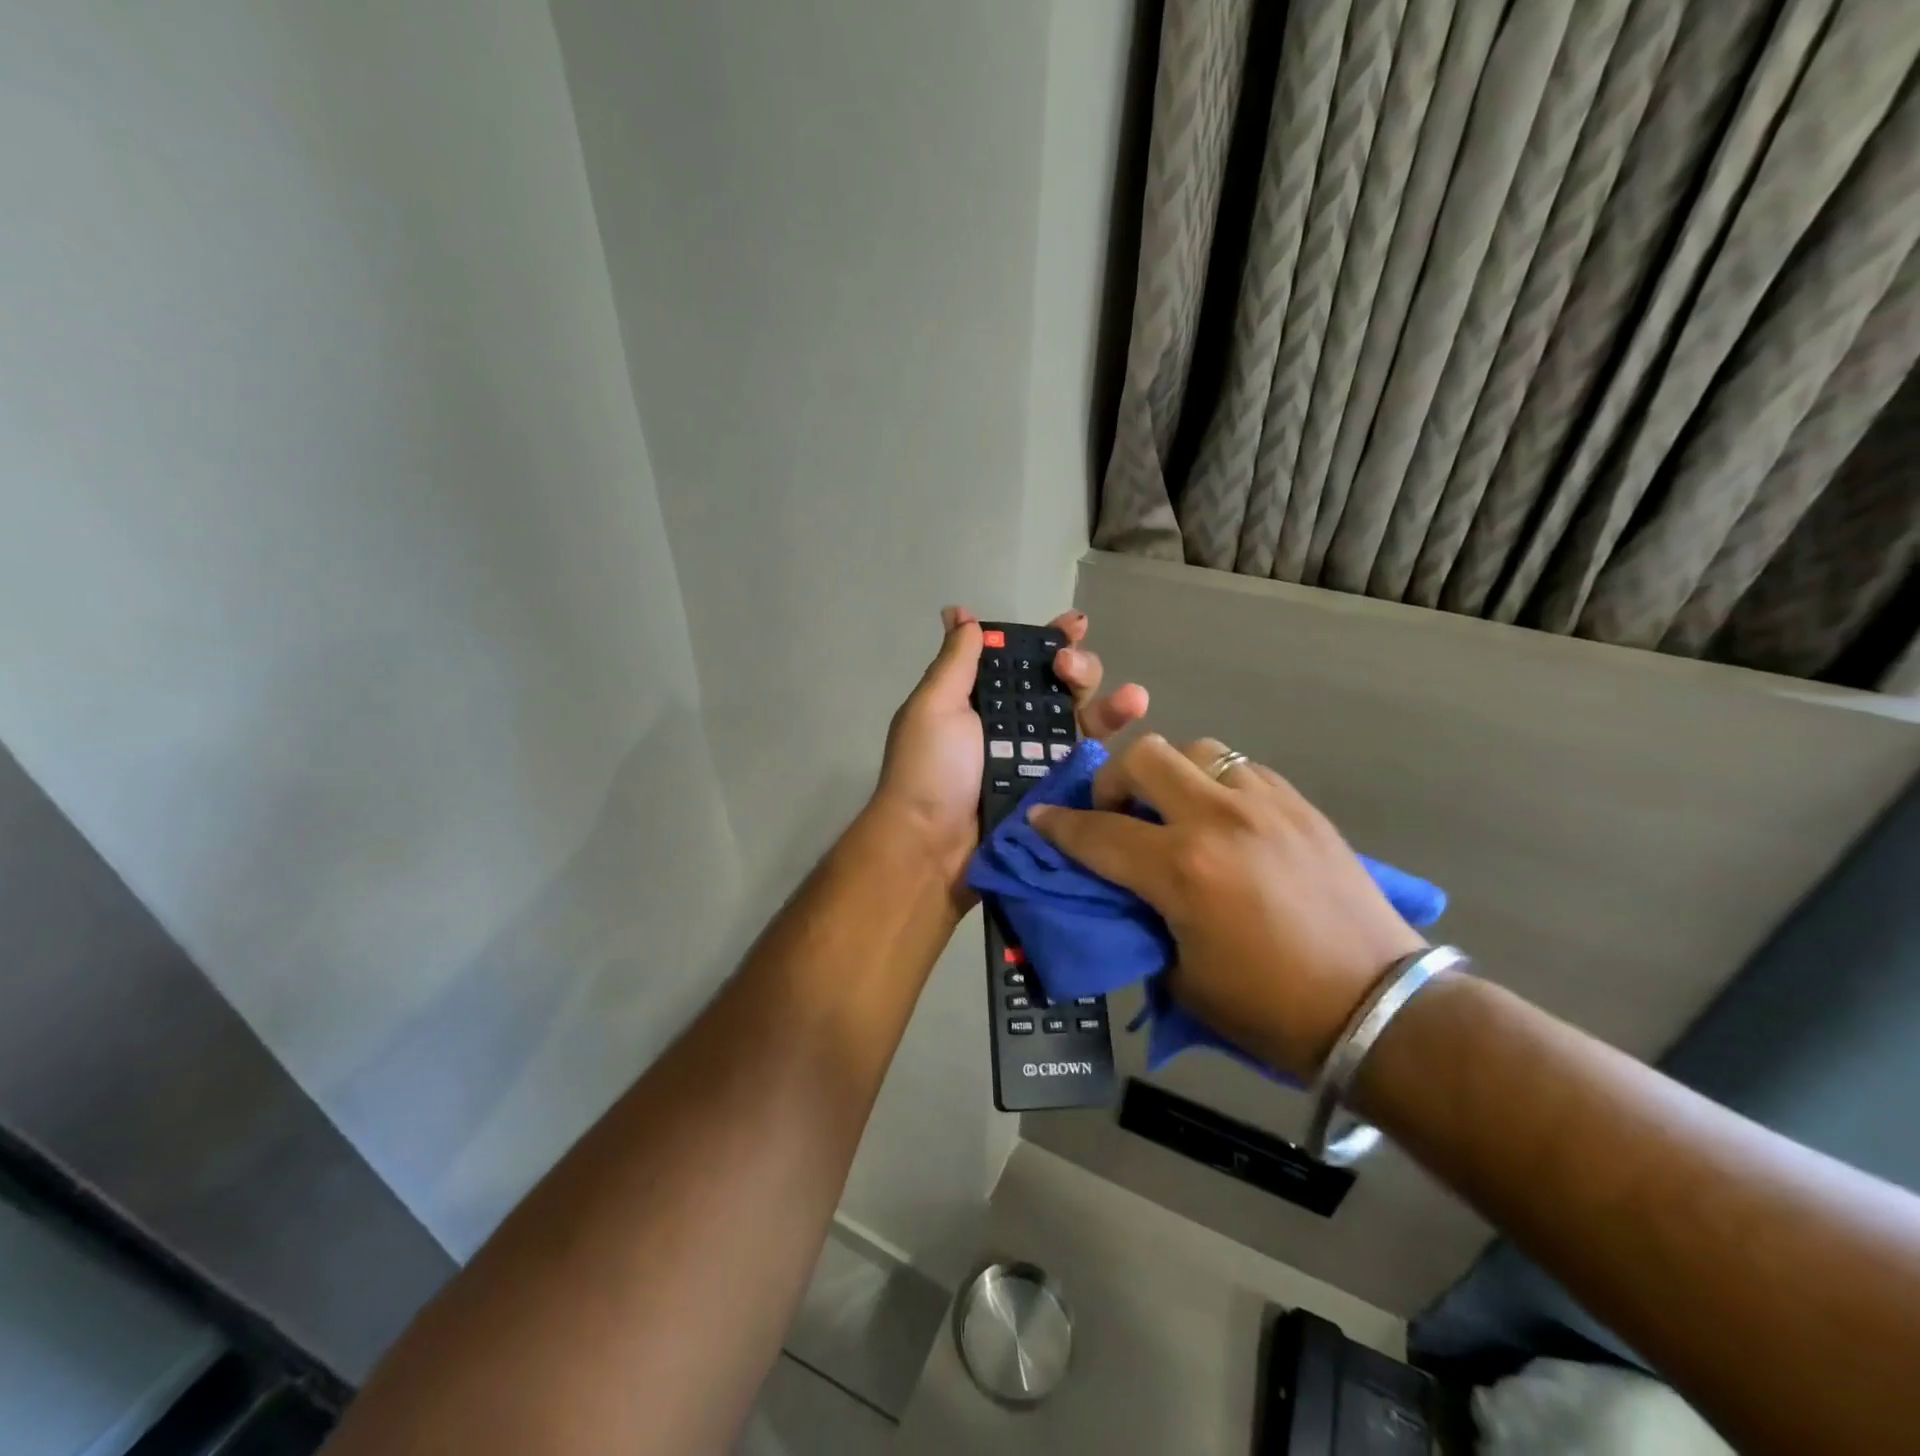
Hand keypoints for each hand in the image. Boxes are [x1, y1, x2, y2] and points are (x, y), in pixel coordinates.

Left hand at [874, 606, 1147, 887]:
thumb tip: (960, 612)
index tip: (1073, 624)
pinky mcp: (1061, 789)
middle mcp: (1016, 724)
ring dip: (1111, 701)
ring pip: (1085, 719)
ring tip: (1132, 698)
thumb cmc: (929, 770)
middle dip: (1078, 667)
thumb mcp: (933, 706)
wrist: (933, 846)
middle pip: (1062, 686)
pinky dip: (1116, 736)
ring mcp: (1041, 757)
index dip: (1049, 639)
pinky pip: (1092, 758)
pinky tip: (1136, 716)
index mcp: (983, 700)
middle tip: (1069, 668)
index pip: (1023, 660)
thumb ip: (956, 661)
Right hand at [1027, 735, 1424, 1077]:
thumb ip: (1142, 919)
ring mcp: (1267, 804)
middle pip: (1146, 756)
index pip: (1099, 833)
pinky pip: (1242, 768)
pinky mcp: (1301, 806)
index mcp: (1183, 870)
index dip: (1059, 826)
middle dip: (1115, 780)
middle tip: (1117, 813)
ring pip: (1198, 749)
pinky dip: (1218, 783)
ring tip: (1176, 810)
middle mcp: (1220, 819)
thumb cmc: (1270, 1009)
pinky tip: (1225, 819)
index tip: (1040, 819)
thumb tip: (1125, 889)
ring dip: (1172, 773)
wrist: (1378, 1009)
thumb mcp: (1182, 977)